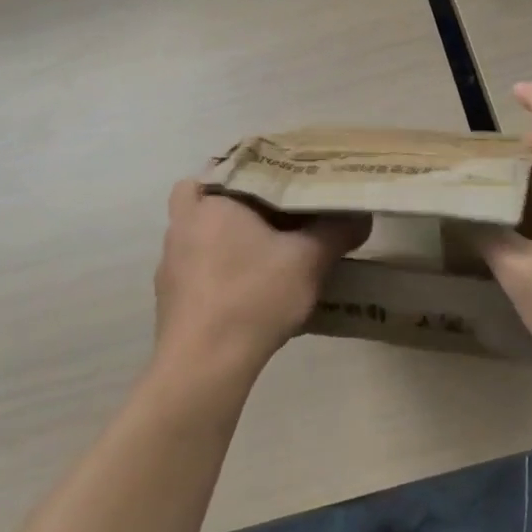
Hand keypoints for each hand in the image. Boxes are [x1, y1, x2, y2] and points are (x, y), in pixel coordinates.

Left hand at [154, 181, 367, 379]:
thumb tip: (361, 215)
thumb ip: (337, 231)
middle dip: (243, 204)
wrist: (205, 364)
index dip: (263, 171)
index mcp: (212, 202)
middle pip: (213, 198)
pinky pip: (198, 266)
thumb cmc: (254, 295)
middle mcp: (183, 224)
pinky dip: (220, 268)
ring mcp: (171, 262)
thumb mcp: (309, 260)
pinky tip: (249, 288)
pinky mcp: (169, 296)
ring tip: (267, 251)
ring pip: (202, 233)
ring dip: (229, 237)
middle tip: (278, 213)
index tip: (287, 183)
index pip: (234, 166)